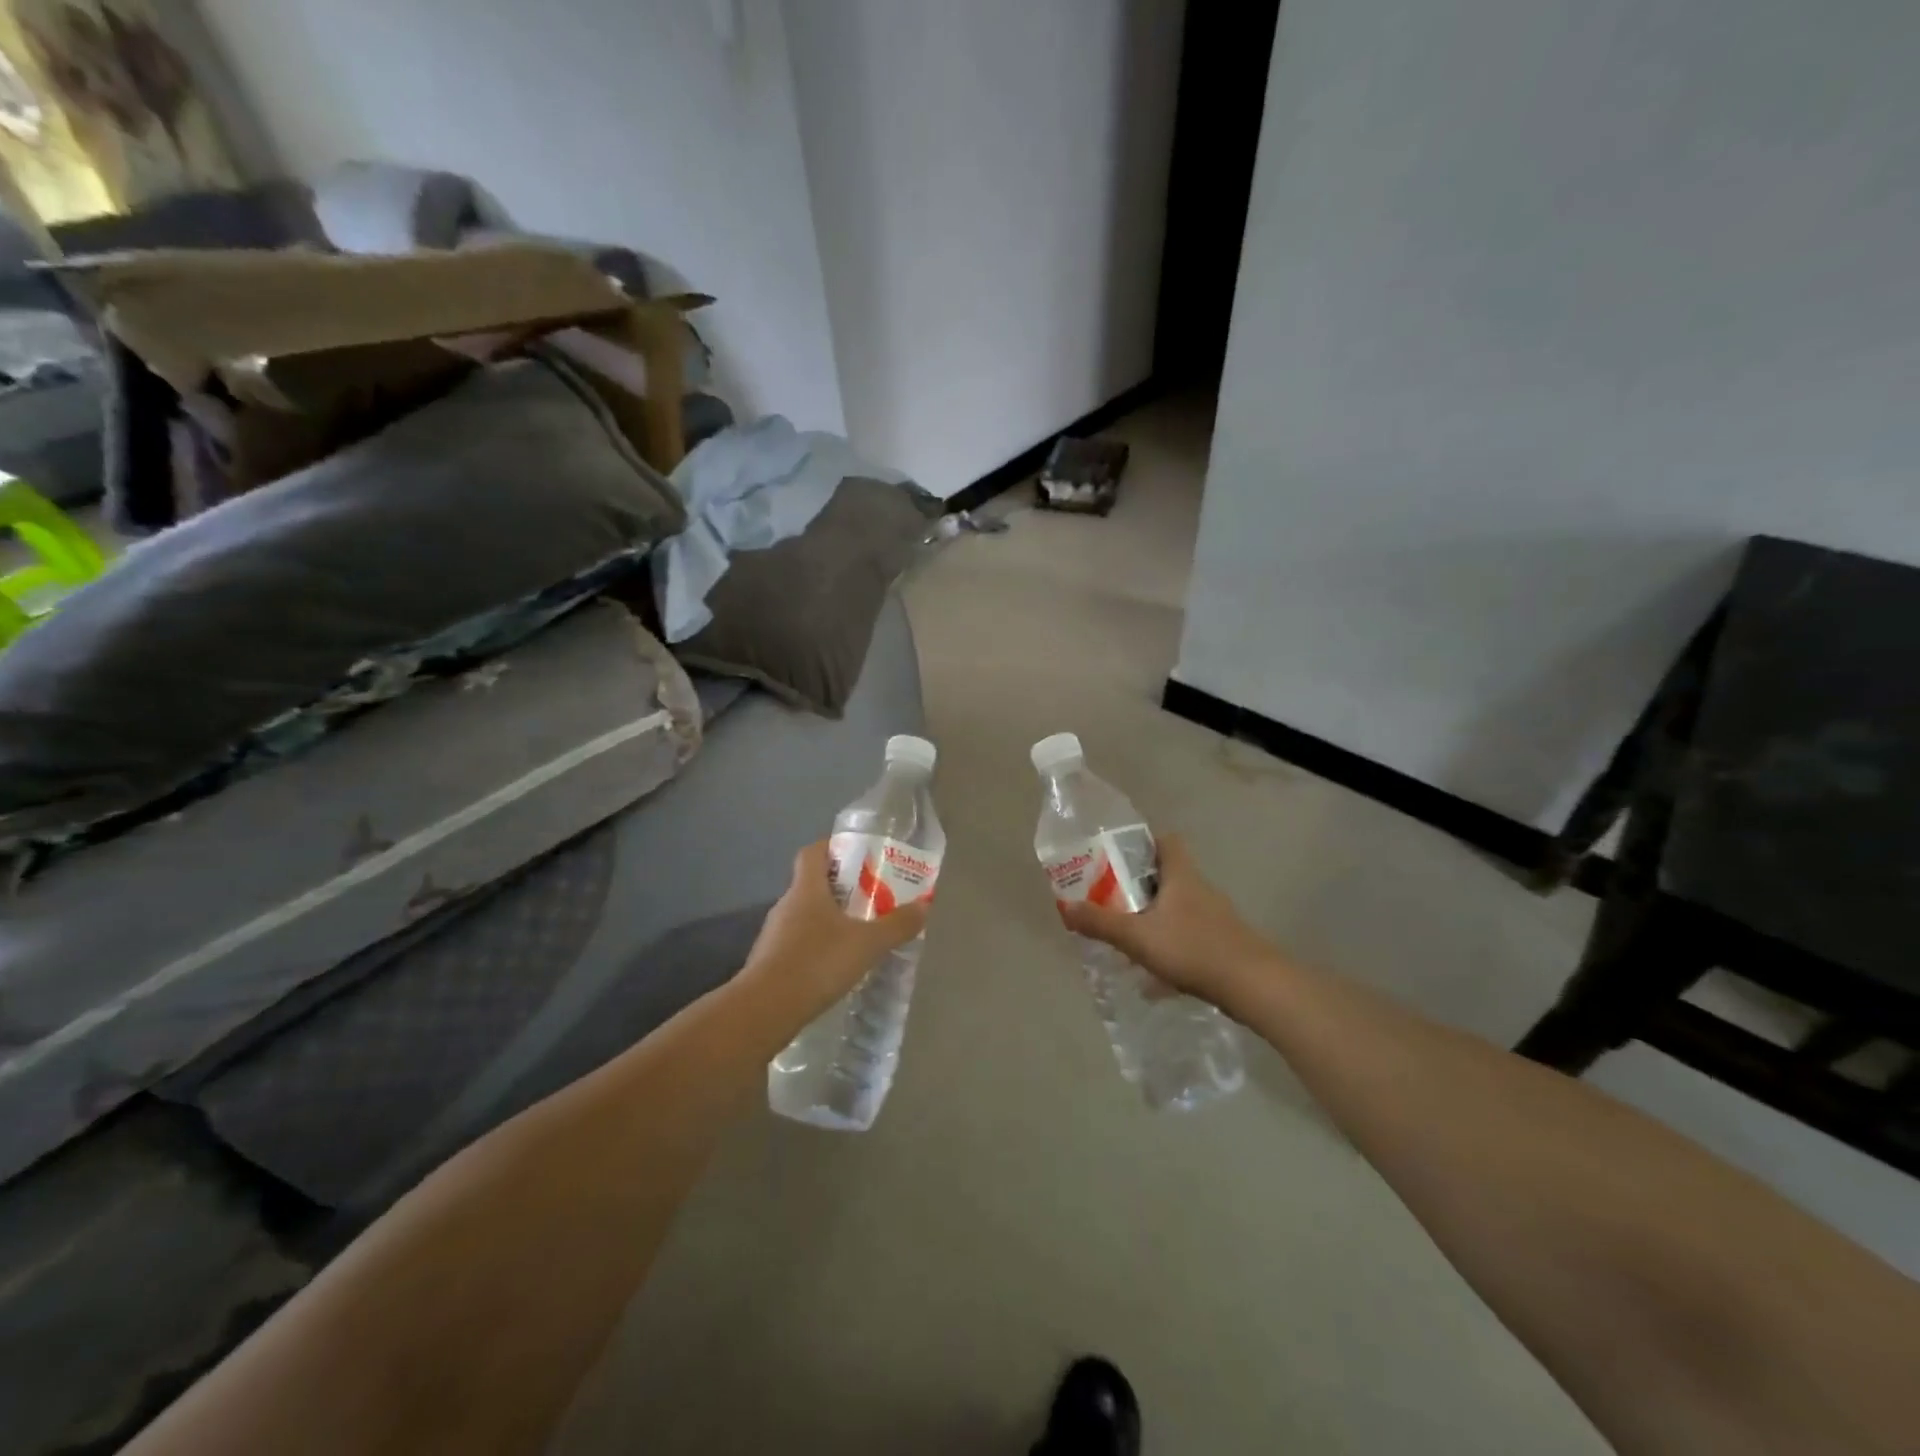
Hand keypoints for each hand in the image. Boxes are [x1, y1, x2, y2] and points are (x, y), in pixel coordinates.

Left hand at [742, 841, 930, 1023]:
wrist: (765, 1010)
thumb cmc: (817, 963)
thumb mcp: (867, 944)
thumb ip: (896, 925)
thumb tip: (923, 907)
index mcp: (806, 889)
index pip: (813, 852)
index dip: (833, 847)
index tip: (858, 854)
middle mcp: (786, 905)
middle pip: (812, 884)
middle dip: (841, 888)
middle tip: (871, 898)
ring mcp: (774, 935)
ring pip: (805, 916)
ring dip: (829, 921)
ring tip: (858, 935)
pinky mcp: (770, 963)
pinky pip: (798, 944)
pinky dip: (817, 948)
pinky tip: (836, 967)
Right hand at [1057, 834, 1274, 1006]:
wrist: (1254, 986)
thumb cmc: (1193, 948)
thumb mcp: (1137, 936)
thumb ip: (1101, 922)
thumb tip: (1066, 907)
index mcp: (1181, 876)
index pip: (1167, 841)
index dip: (1144, 843)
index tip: (1118, 856)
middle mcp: (1200, 890)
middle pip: (1168, 876)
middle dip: (1140, 886)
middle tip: (1111, 898)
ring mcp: (1215, 919)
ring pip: (1178, 909)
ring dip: (1154, 918)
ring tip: (1128, 937)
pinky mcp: (1222, 945)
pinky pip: (1188, 937)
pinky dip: (1169, 948)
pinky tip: (1154, 976)